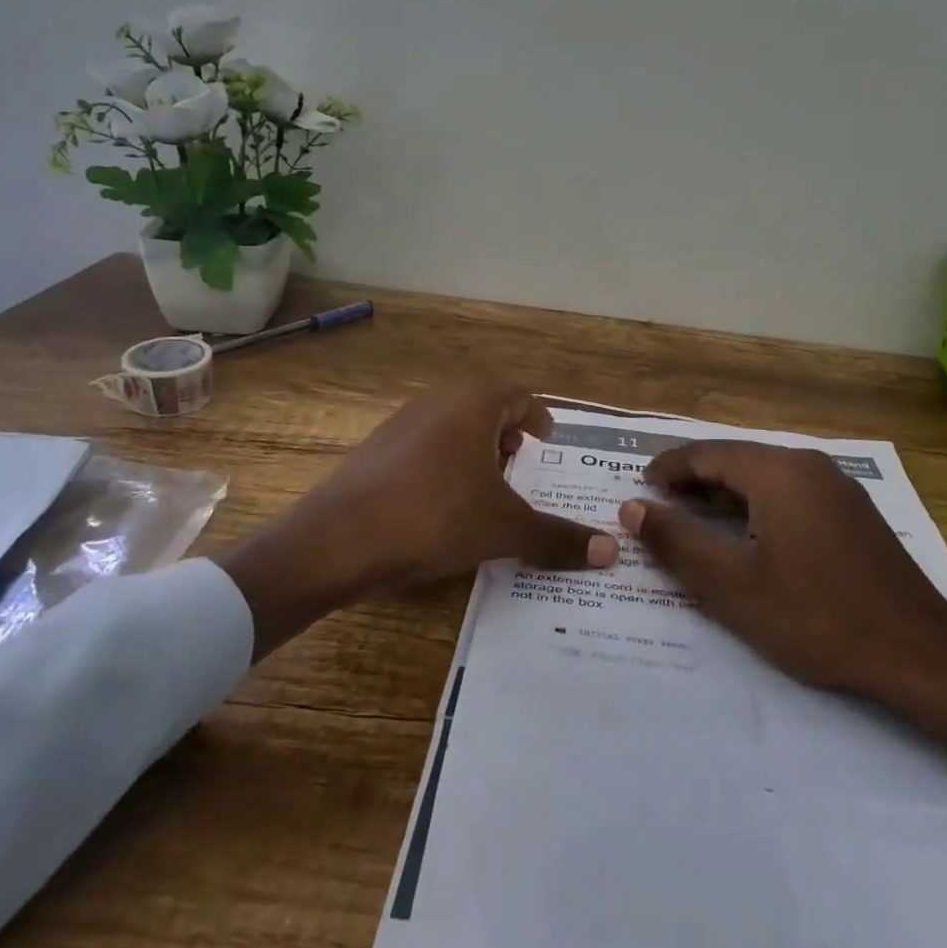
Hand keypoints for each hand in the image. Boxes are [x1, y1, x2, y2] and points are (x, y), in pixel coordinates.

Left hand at [217, 382, 616, 658]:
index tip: (548, 443)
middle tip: (523, 468)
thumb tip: (610, 551)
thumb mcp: (503, 529)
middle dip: (508, 436)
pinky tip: (443, 504)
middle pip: (486, 407)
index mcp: (474, 402)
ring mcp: (401, 421)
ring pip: (454, 425)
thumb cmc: (434, 517)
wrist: (336, 540)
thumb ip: (557, 538)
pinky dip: (445, 463)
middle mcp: (438, 399)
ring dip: (476, 450)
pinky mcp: (376, 448)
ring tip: (487, 489)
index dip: (539, 419)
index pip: (521, 396)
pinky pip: (425, 445)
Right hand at [620, 441, 946, 828]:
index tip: (640, 486)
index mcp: (777, 471)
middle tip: (660, 502)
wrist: (919, 652)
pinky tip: (750, 532)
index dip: (669, 467)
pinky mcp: (853, 511)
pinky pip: (791, 491)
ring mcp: (837, 486)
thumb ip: (677, 542)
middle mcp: (808, 465)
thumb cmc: (816, 617)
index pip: (707, 454)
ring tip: (695, 515)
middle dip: (695, 478)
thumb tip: (633, 508)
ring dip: (726, 491)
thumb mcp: (733, 586)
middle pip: (737, 459)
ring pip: (766, 475)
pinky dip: (758, 503)